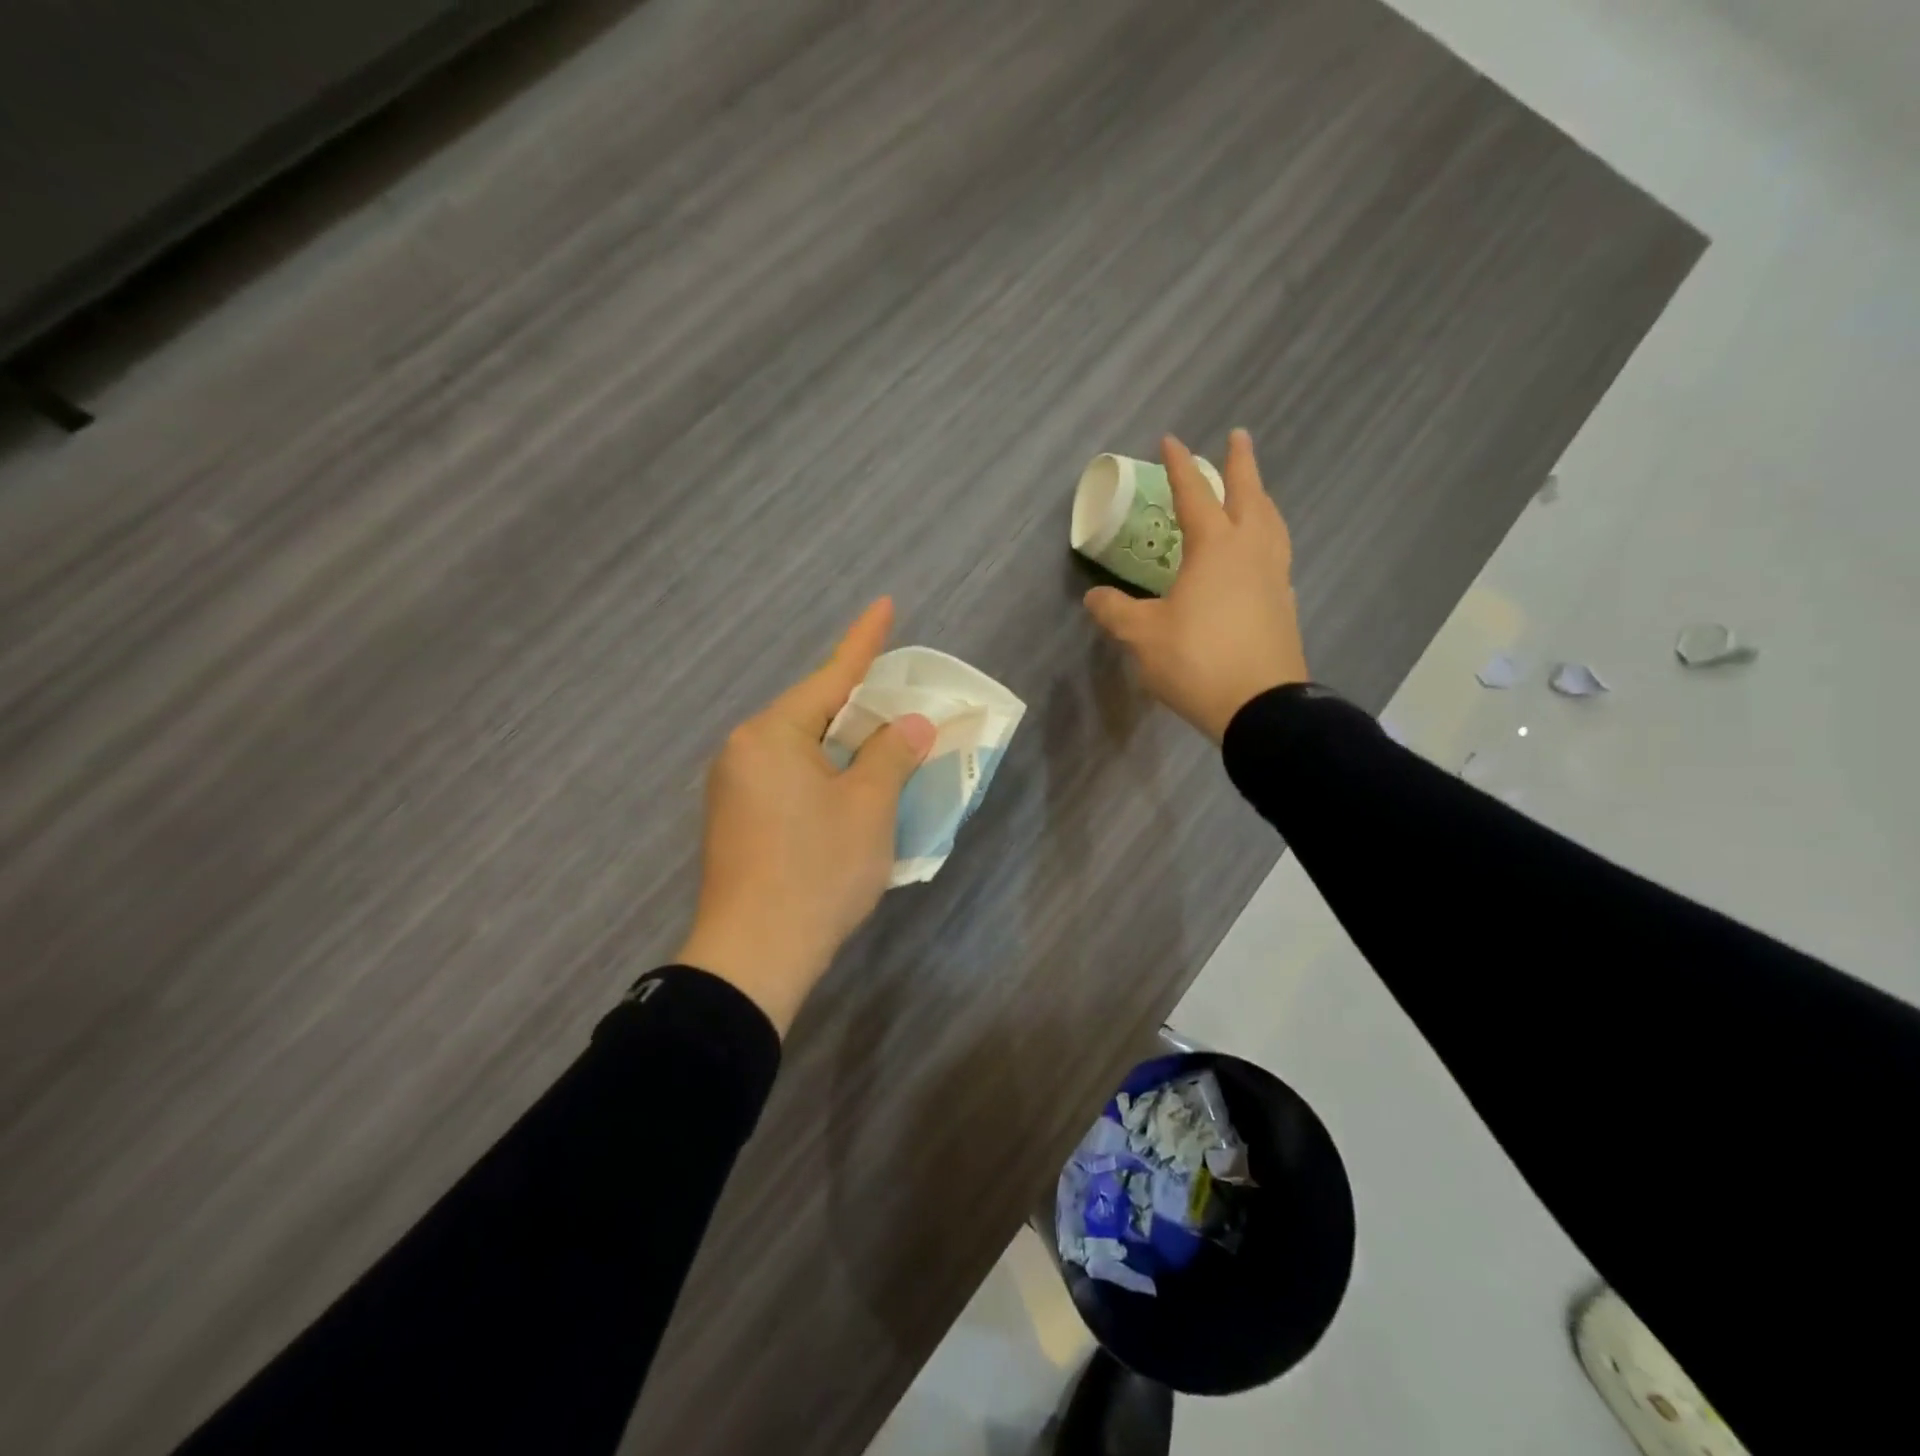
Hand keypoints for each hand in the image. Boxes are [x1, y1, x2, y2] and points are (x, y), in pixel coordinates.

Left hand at [676, 599, 934, 1033]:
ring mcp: (734, 790)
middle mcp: (744, 752)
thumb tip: (908, 724)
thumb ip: (891, 754)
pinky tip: (848, 794)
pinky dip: (824, 777)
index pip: (830, 678)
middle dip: (858, 706)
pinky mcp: (736, 823)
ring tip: (882, 749)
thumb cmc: (817, 871)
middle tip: (898, 697)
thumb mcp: (869, 807)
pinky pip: (789, 780)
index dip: (864, 642)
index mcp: (772, 735)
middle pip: (813, 715)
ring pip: (801, 751)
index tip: (884, 604)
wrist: (754, 957)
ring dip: (843, 748)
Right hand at [1084, 430, 1307, 741]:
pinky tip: (1259, 553)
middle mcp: (1250, 551)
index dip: (1179, 467)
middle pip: (1248, 494)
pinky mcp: (1284, 604)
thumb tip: (1094, 598)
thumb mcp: (1143, 637)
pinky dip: (1268, 537)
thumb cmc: (1197, 661)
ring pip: (1271, 522)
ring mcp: (1273, 577)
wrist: (1261, 706)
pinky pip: (1276, 554)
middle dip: (1241, 463)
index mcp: (1215, 548)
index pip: (1194, 495)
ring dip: (1261, 497)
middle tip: (1238, 436)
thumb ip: (1116, 612)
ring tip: (1254, 491)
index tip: (1171, 439)